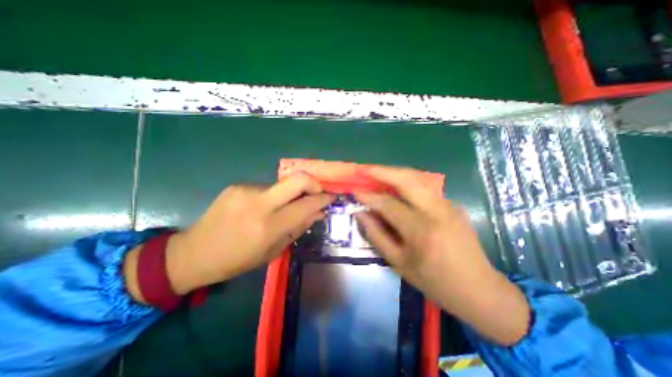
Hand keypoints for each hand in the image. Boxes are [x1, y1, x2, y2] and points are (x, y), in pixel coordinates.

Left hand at [122, 175, 333, 302]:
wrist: (194, 252)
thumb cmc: (238, 260)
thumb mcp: (273, 250)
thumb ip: (298, 227)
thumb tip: (318, 212)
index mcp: (269, 226)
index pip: (306, 205)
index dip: (323, 198)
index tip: (332, 197)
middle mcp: (259, 203)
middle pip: (297, 179)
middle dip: (314, 183)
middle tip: (318, 191)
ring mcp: (246, 190)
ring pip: (282, 185)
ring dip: (290, 194)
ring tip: (283, 208)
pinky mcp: (237, 186)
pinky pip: (266, 188)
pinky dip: (273, 196)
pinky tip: (262, 208)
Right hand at [354, 167, 533, 345]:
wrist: (479, 289)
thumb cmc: (434, 281)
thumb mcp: (399, 263)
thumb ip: (376, 235)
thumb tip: (360, 213)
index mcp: (422, 231)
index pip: (388, 204)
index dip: (369, 196)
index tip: (354, 190)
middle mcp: (437, 211)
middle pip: (406, 179)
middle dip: (382, 171)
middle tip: (364, 169)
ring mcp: (448, 204)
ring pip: (417, 177)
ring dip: (394, 172)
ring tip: (377, 173)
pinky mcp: (453, 204)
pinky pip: (425, 186)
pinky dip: (406, 181)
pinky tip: (396, 185)